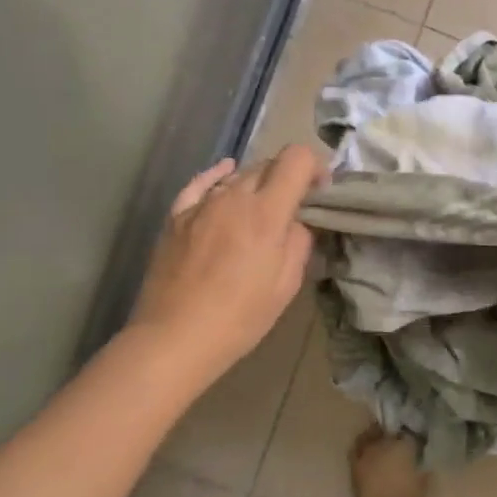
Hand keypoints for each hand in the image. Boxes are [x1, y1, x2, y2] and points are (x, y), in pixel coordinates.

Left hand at [128, 145, 323, 386]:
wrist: (175, 337)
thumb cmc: (240, 317)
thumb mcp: (287, 283)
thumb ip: (298, 241)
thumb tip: (295, 222)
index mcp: (267, 213)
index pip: (296, 159)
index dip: (315, 167)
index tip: (320, 190)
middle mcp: (233, 197)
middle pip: (268, 164)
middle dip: (289, 176)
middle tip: (296, 204)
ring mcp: (201, 204)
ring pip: (238, 175)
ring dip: (258, 183)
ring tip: (262, 208)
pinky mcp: (177, 216)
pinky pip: (201, 183)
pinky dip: (218, 175)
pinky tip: (226, 173)